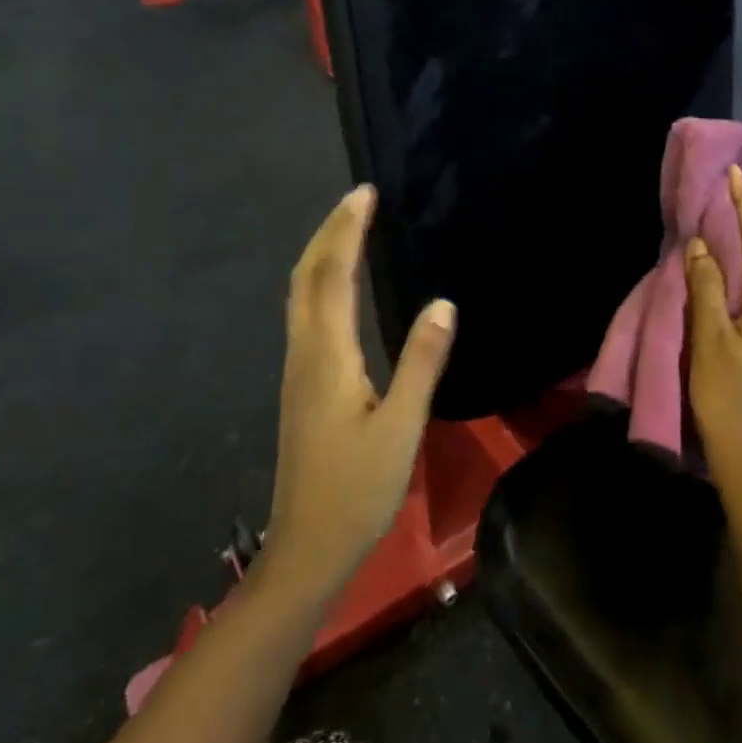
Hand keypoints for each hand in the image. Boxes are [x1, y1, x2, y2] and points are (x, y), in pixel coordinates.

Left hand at [265, 185, 456, 602]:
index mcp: (327, 355)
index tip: (365, 194)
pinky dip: (320, 279)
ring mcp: (297, 368)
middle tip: (358, 199)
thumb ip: (422, 362)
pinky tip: (338, 284)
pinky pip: (305, 311)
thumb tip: (444, 302)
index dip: (348, 230)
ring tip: (349, 227)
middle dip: (329, 231)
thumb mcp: (401, 427)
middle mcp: (305, 351)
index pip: (334, 274)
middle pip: (307, 275)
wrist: (305, 548)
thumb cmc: (357, 490)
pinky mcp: (301, 383)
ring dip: (322, 252)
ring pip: (301, 292)